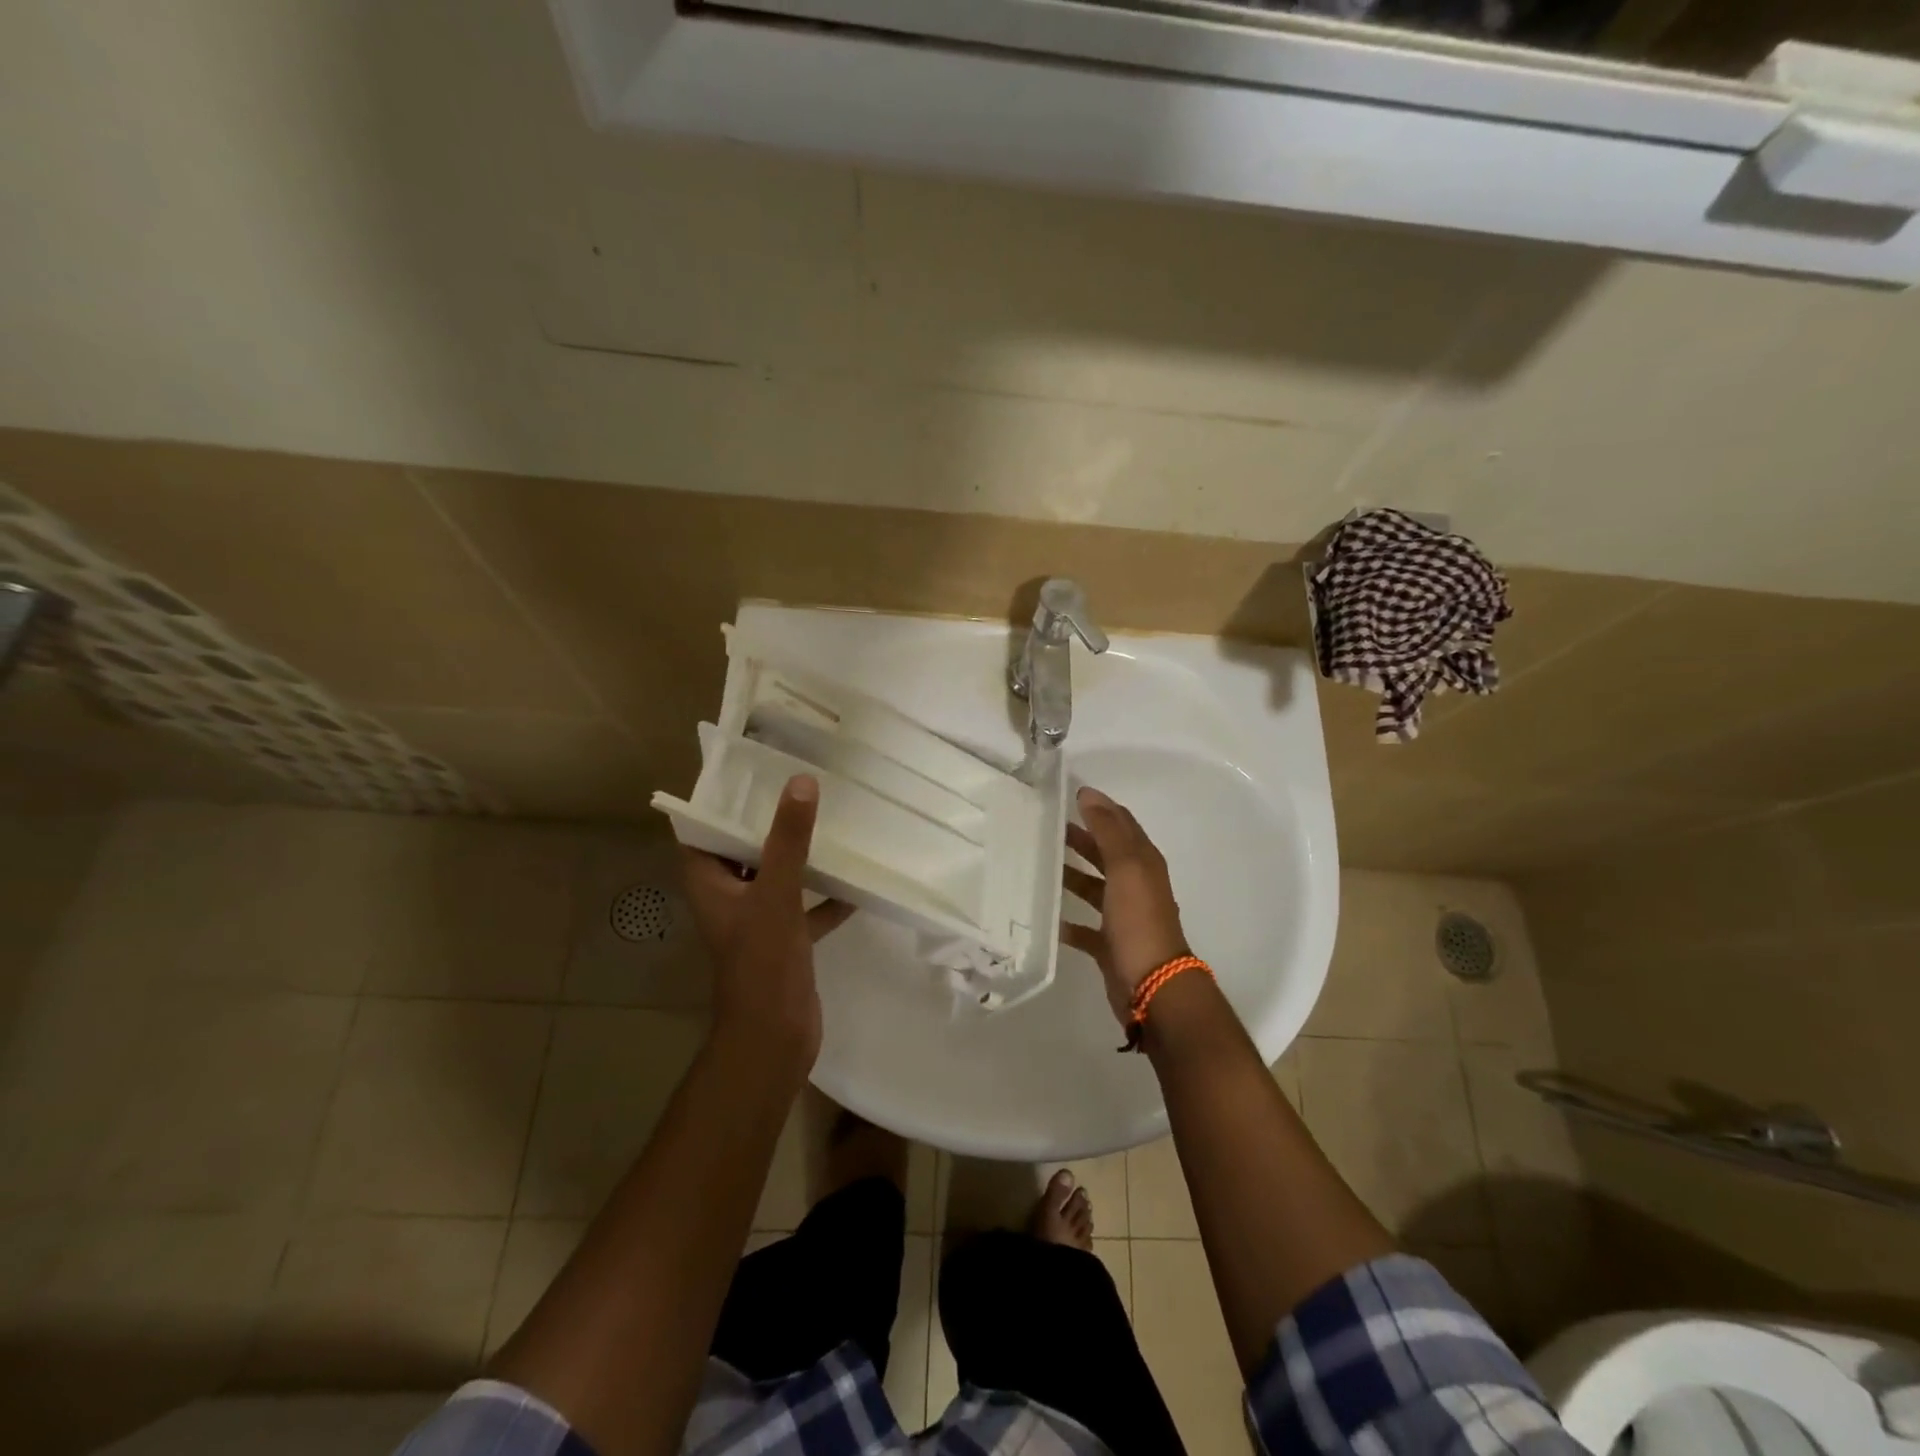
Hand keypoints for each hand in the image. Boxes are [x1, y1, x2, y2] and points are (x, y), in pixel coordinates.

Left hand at [680, 775, 854, 1068]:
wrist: (775, 1037)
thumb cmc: (763, 963)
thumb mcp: (776, 893)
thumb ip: (788, 840)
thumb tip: (801, 782)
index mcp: (710, 885)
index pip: (703, 833)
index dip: (719, 804)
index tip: (750, 773)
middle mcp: (728, 899)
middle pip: (743, 850)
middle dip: (768, 822)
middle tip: (799, 786)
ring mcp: (757, 922)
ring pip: (776, 877)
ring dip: (799, 856)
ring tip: (829, 821)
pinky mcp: (785, 941)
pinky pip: (805, 907)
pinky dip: (826, 895)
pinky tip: (856, 880)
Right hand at [1060, 786, 1191, 1025]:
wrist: (1152, 985)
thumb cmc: (1139, 920)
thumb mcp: (1126, 867)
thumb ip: (1108, 830)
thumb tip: (1089, 794)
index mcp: (1143, 863)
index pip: (1121, 824)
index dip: (1099, 807)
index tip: (1068, 794)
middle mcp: (1135, 885)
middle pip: (1105, 853)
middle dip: (1080, 838)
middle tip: (1045, 827)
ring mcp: (1123, 916)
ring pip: (1093, 887)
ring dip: (1070, 875)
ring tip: (1038, 864)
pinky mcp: (1109, 944)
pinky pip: (1084, 927)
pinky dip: (1066, 920)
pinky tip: (1045, 916)